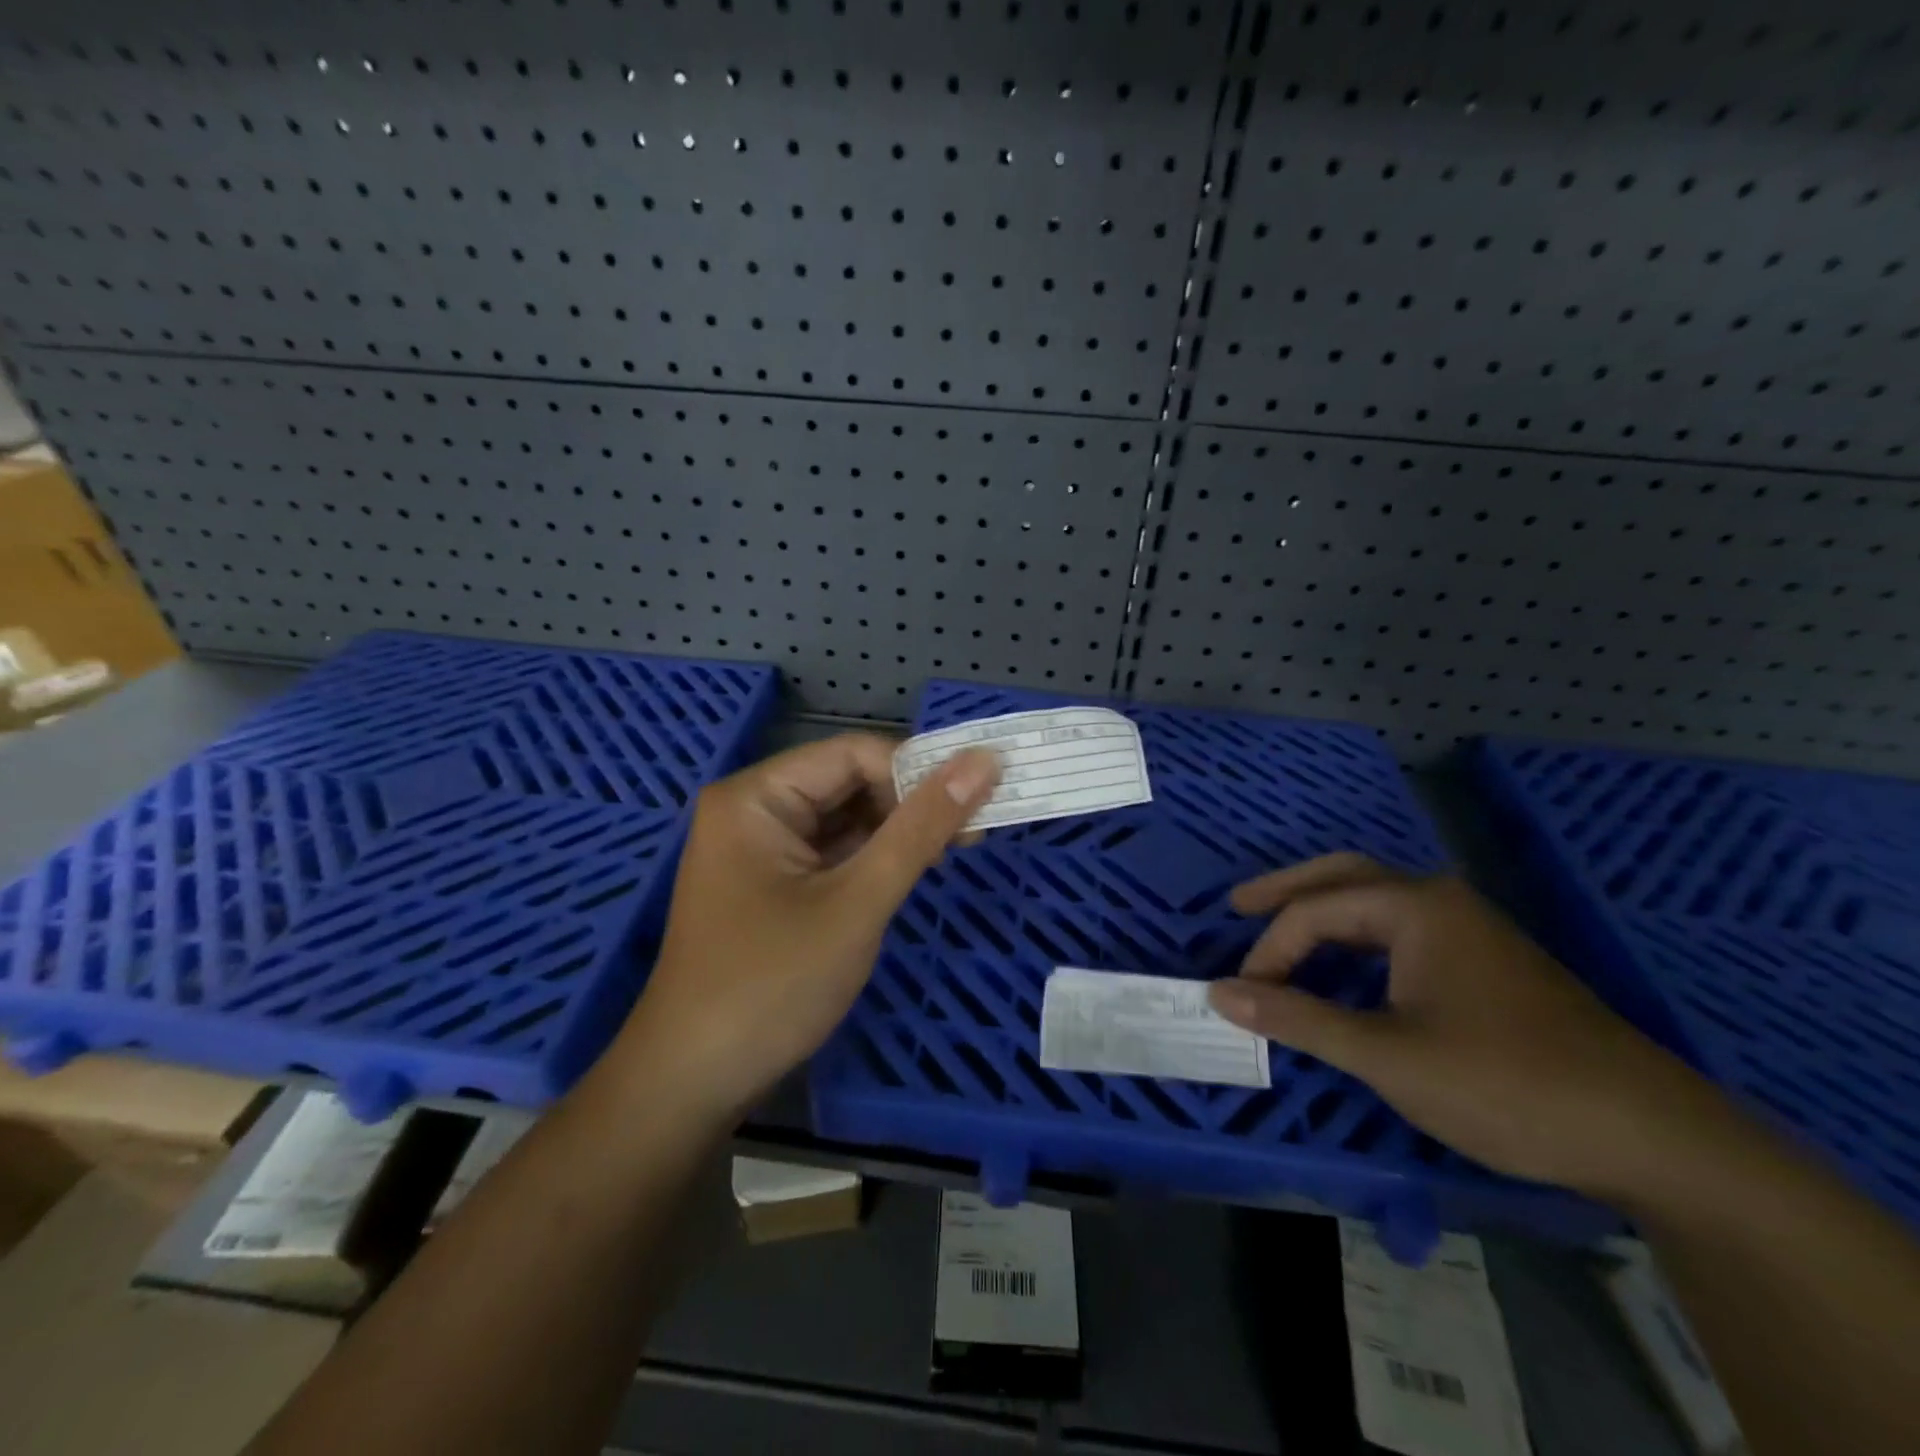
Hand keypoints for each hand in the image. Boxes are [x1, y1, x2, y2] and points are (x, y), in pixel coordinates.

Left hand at [616, 734, 999, 1120]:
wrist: (693, 1083)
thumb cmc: (772, 985)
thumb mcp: (857, 901)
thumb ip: (921, 828)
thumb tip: (983, 761)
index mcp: (756, 796)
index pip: (853, 754)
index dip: (918, 771)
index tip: (978, 801)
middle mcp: (752, 809)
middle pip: (847, 782)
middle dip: (909, 804)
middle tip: (973, 833)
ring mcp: (758, 849)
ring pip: (843, 819)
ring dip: (895, 833)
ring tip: (951, 852)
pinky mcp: (769, 883)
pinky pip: (830, 852)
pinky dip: (871, 859)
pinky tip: (909, 872)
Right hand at [1206, 854, 1713, 1199]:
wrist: (1653, 1137)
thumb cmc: (1506, 1084)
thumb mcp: (1387, 1055)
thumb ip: (1298, 1018)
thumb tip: (1220, 992)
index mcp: (1415, 906)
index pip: (1315, 912)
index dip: (1269, 951)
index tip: (1244, 997)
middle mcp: (1440, 902)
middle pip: (1344, 876)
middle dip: (1287, 889)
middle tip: (1238, 905)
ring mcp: (1470, 931)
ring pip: (1376, 903)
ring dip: (1323, 912)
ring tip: (1281, 932)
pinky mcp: (1488, 965)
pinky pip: (1401, 933)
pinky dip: (1357, 940)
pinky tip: (1347, 969)